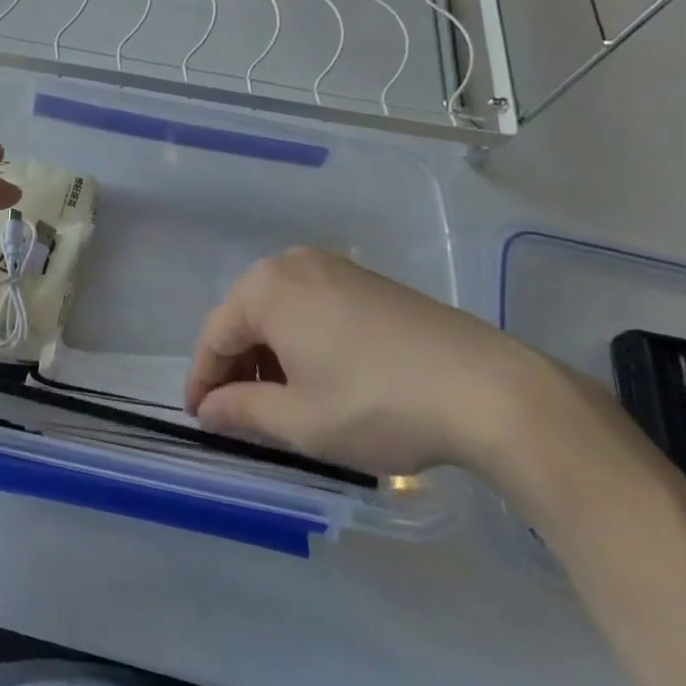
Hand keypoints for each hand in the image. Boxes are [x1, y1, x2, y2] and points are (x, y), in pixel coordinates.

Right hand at [185, 247, 559, 477]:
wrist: (487, 388)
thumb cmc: (377, 403)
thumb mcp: (300, 420)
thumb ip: (242, 412)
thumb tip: (207, 409)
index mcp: (266, 288)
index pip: (215, 335)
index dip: (203, 381)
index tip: (198, 419)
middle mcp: (294, 264)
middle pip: (245, 317)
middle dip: (237, 366)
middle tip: (239, 415)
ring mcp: (334, 267)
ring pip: (280, 311)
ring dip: (270, 355)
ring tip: (280, 402)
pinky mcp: (367, 281)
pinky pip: (312, 306)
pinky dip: (301, 340)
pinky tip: (319, 377)